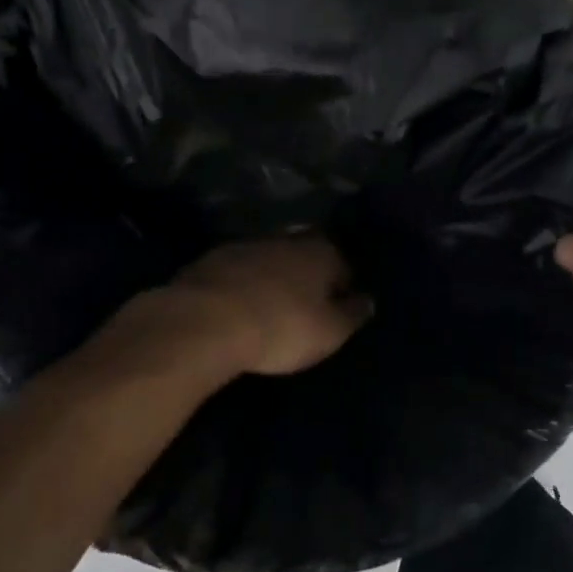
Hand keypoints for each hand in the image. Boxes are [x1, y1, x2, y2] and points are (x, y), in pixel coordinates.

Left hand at [155, 235, 372, 377]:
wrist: (204, 322)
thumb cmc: (280, 328)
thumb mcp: (329, 332)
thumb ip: (352, 314)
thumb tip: (368, 300)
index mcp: (321, 251)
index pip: (344, 264)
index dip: (345, 287)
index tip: (341, 308)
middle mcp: (286, 239)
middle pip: (305, 256)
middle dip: (308, 277)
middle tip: (306, 306)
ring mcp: (245, 246)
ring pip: (270, 260)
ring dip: (273, 278)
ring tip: (271, 306)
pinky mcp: (211, 260)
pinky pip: (238, 272)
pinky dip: (243, 285)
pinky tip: (240, 305)